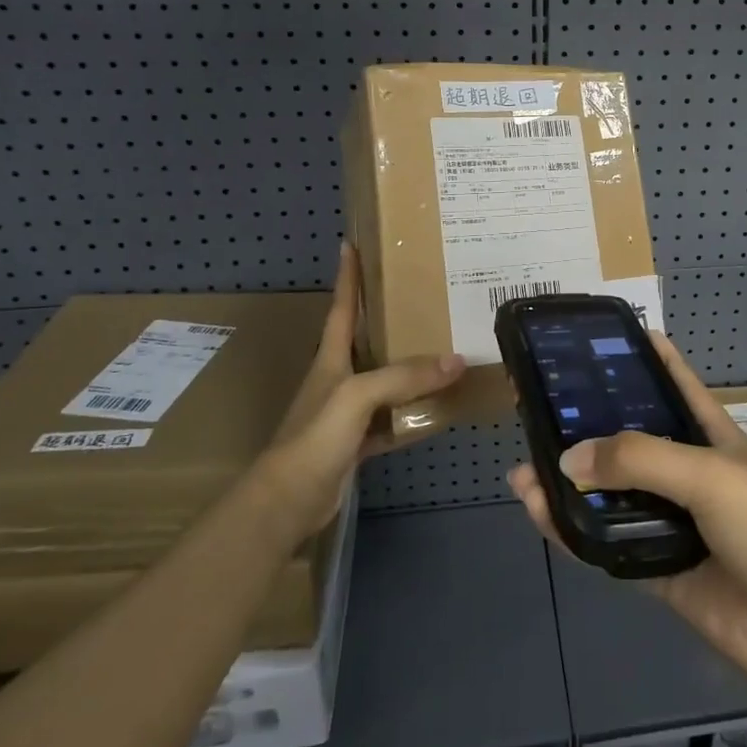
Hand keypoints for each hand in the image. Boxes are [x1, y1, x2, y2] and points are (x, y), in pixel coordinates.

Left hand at [263, 241, 463, 531]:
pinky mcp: (357, 442)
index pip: (341, 308)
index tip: (352, 245)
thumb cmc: (315, 436)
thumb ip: (405, 376)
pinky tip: (441, 410)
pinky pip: (394, 421)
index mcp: (331, 359)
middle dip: (390, 318)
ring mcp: (348, 413)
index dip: (347, 277)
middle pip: (368, 341)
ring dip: (411, 369)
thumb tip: (457, 360)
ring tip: (444, 348)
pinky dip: (415, 415)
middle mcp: (339, 379)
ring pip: (386, 382)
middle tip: (424, 296)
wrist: (288, 501)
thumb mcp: (359, 396)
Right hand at [507, 334, 746, 700]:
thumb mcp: (711, 475)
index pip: (677, 385)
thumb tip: (568, 457)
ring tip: (524, 466)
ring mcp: (674, 524)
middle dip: (590, 426)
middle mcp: (690, 474)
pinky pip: (608, 546)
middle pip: (632, 441)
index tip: (609, 336)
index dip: (649, 358)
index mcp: (713, 436)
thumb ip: (640, 460)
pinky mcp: (660, 570)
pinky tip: (541, 513)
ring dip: (572, 483)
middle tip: (539, 407)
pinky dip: (574, 532)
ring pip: (613, 495)